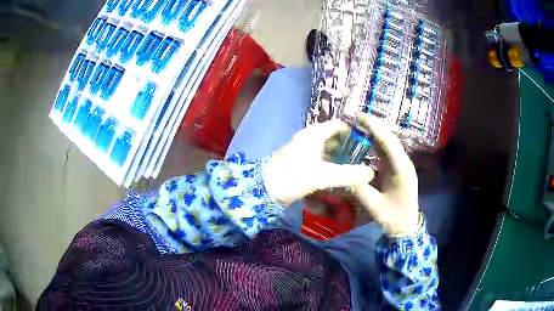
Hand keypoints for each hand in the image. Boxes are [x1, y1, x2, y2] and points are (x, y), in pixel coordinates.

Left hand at [264, 120, 374, 205]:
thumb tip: (370, 173)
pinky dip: (330, 170)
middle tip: (365, 160)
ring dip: (340, 161)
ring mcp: (303, 154)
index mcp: (314, 135)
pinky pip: (320, 164)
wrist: (261, 190)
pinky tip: (340, 181)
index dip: (354, 132)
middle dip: (349, 149)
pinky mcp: (300, 166)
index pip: (338, 126)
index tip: (368, 143)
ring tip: (356, 171)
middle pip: (334, 140)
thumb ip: (348, 174)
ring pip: (327, 154)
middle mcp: (309, 140)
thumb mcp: (322, 175)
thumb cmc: (291, 176)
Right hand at [352, 114, 420, 235]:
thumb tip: (343, 174)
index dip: (375, 128)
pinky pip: (387, 152)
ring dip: (376, 133)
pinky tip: (366, 141)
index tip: (360, 117)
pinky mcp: (398, 169)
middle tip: (356, 118)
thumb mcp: (375, 207)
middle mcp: (404, 163)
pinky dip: (377, 144)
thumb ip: (360, 190)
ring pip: (389, 144)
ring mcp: (402, 165)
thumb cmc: (393, 218)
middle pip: (390, 139)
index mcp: (402, 170)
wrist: (406, 227)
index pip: (388, 143)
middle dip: (375, 126)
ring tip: (359, 125)